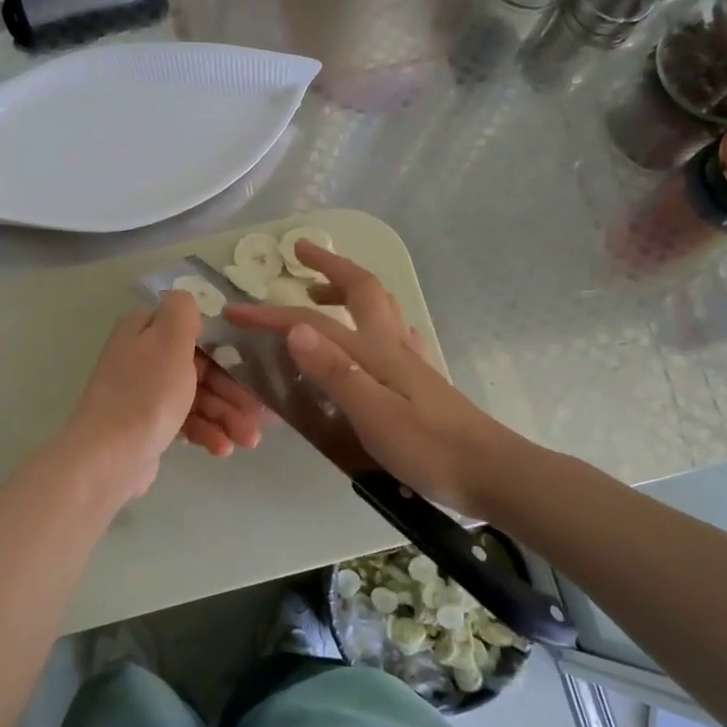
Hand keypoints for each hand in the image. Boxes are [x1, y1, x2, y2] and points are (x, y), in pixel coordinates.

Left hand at [64, 290, 268, 501]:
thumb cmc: (146, 394)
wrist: (109, 458)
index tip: (252, 368)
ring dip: (226, 416)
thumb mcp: (169, 339)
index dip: (226, 349)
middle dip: (233, 391)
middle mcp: (143, 357)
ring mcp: (145, 392)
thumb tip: (186, 299)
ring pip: (197, 396)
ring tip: (248, 440)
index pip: (194, 330)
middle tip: (257, 414)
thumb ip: (182, 310)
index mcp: (144, 330)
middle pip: (200, 366)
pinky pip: (186, 421)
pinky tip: (222, 449)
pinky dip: (207, 432)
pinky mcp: (149, 424)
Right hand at [226, 242, 513, 515]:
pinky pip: (392, 332)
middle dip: (328, 266)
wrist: (492, 473)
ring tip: (319, 294)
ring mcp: (411, 360)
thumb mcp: (373, 415)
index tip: (235, 312)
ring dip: (347, 288)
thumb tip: (295, 328)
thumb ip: (335, 371)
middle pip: (361, 290)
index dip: (272, 314)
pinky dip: (371, 319)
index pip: (314, 323)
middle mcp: (393, 345)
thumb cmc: (429, 449)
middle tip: (300, 253)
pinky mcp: (422, 379)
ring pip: (379, 307)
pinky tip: (368, 335)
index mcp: (376, 351)